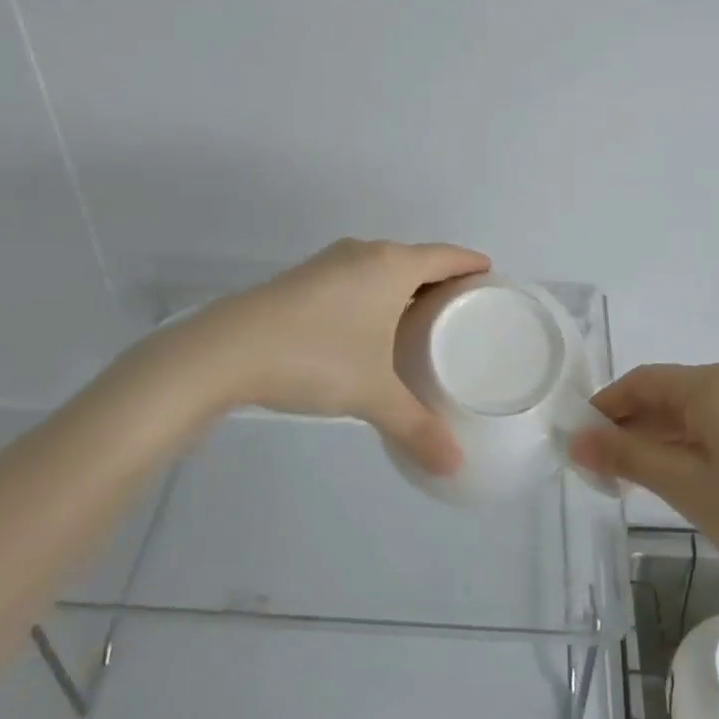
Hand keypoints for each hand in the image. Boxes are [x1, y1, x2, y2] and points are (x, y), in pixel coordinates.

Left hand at [183, 238, 489, 473]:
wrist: (226, 350)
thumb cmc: (316, 357)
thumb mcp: (373, 394)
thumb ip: (417, 427)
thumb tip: (453, 466)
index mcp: (392, 265)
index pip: (447, 256)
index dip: (471, 264)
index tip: (491, 276)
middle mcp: (364, 253)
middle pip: (416, 258)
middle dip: (441, 279)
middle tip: (462, 309)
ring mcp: (329, 263)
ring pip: (381, 267)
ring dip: (404, 286)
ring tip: (421, 319)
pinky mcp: (302, 279)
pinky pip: (356, 277)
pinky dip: (374, 293)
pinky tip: (370, 326)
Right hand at [572, 363, 718, 617]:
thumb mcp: (686, 488)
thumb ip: (627, 457)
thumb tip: (575, 441)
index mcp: (718, 384)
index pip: (644, 382)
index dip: (607, 407)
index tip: (581, 440)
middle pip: (673, 392)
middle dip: (636, 425)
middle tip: (607, 468)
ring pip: (700, 407)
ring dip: (666, 434)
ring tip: (640, 476)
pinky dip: (699, 438)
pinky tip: (686, 470)